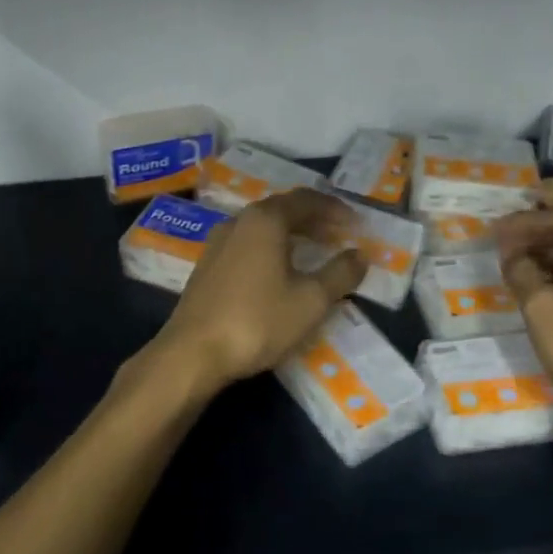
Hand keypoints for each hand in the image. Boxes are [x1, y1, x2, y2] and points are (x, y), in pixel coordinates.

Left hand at [154, 188, 365, 391]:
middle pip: (282, 209)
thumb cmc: (257, 321)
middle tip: (339, 235)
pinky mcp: (207, 266)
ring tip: (313, 253)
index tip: (357, 223)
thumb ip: (340, 274)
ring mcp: (218, 243)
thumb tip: (360, 255)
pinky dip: (270, 248)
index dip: (335, 209)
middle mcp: (239, 222)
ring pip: (262, 227)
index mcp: (265, 220)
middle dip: (313, 220)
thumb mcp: (310, 301)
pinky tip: (279, 272)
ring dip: (291, 234)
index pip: (306, 199)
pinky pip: (247, 245)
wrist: (192, 353)